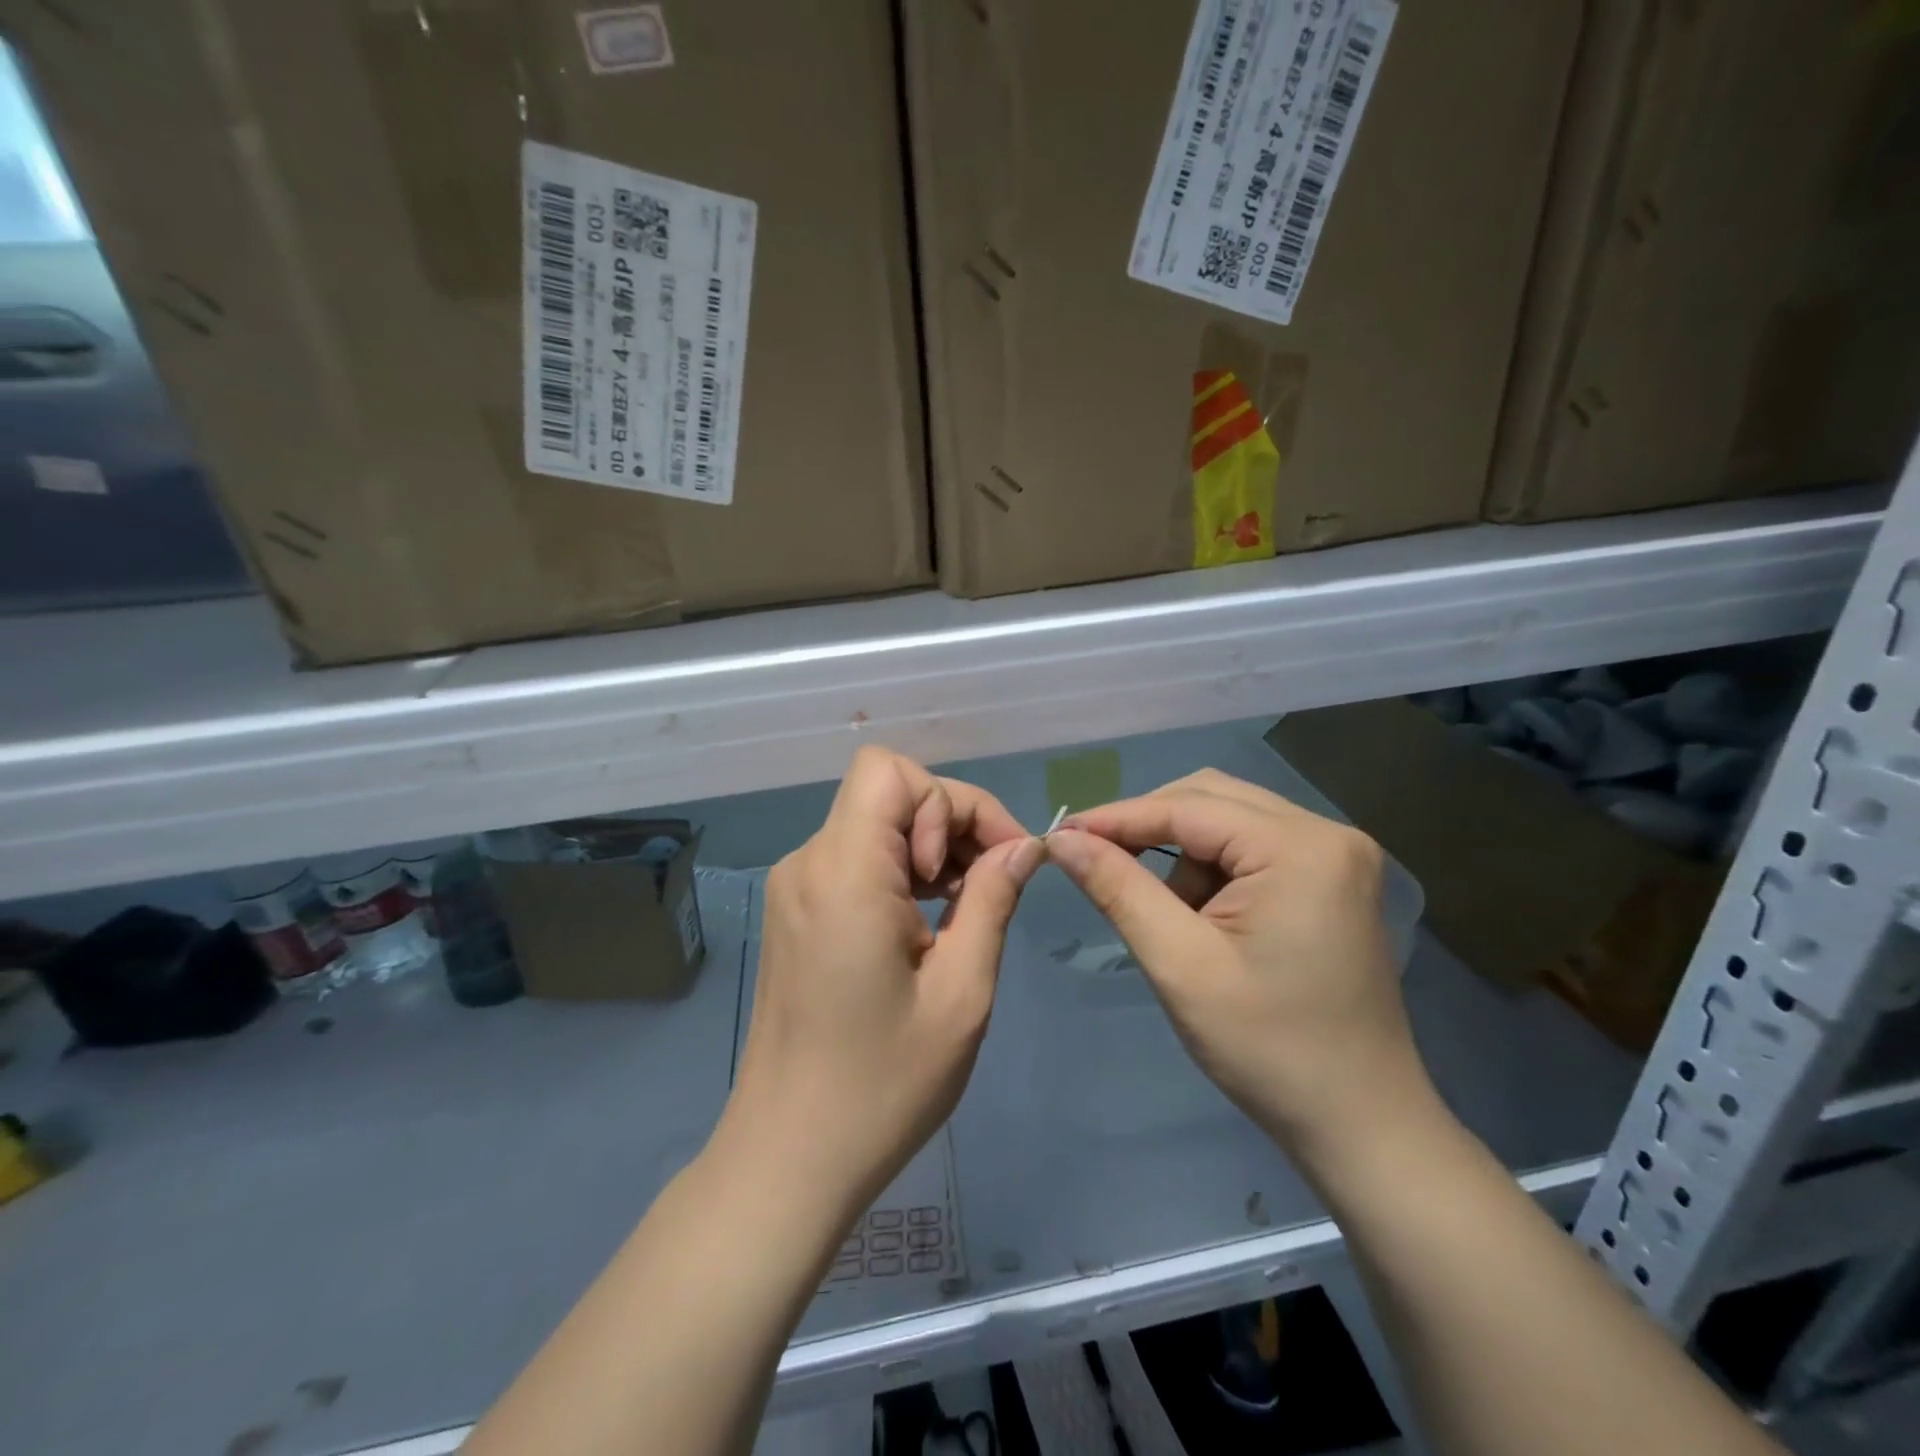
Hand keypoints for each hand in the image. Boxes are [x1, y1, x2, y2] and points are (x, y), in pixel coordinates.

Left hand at [725, 746, 1043, 1216]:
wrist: (788, 1157)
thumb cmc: (882, 1084)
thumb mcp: (961, 993)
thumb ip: (992, 900)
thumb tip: (1024, 846)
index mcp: (843, 873)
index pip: (890, 772)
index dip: (953, 800)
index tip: (993, 859)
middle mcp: (809, 862)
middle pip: (888, 793)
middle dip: (951, 822)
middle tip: (993, 885)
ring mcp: (796, 886)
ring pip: (874, 822)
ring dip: (930, 847)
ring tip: (967, 907)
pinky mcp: (796, 910)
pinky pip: (857, 858)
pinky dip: (901, 870)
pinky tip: (930, 921)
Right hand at [1044, 770, 1435, 1171]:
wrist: (1360, 1125)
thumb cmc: (1268, 1050)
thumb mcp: (1179, 965)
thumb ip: (1118, 889)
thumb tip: (1064, 838)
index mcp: (1300, 848)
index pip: (1187, 806)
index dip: (1117, 818)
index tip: (1061, 835)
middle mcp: (1327, 833)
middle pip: (1211, 798)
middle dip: (1150, 829)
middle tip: (1099, 865)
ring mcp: (1337, 855)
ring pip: (1229, 819)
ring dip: (1182, 853)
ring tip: (1168, 915)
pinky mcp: (1333, 879)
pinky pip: (1253, 846)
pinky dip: (1212, 869)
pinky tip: (1202, 916)